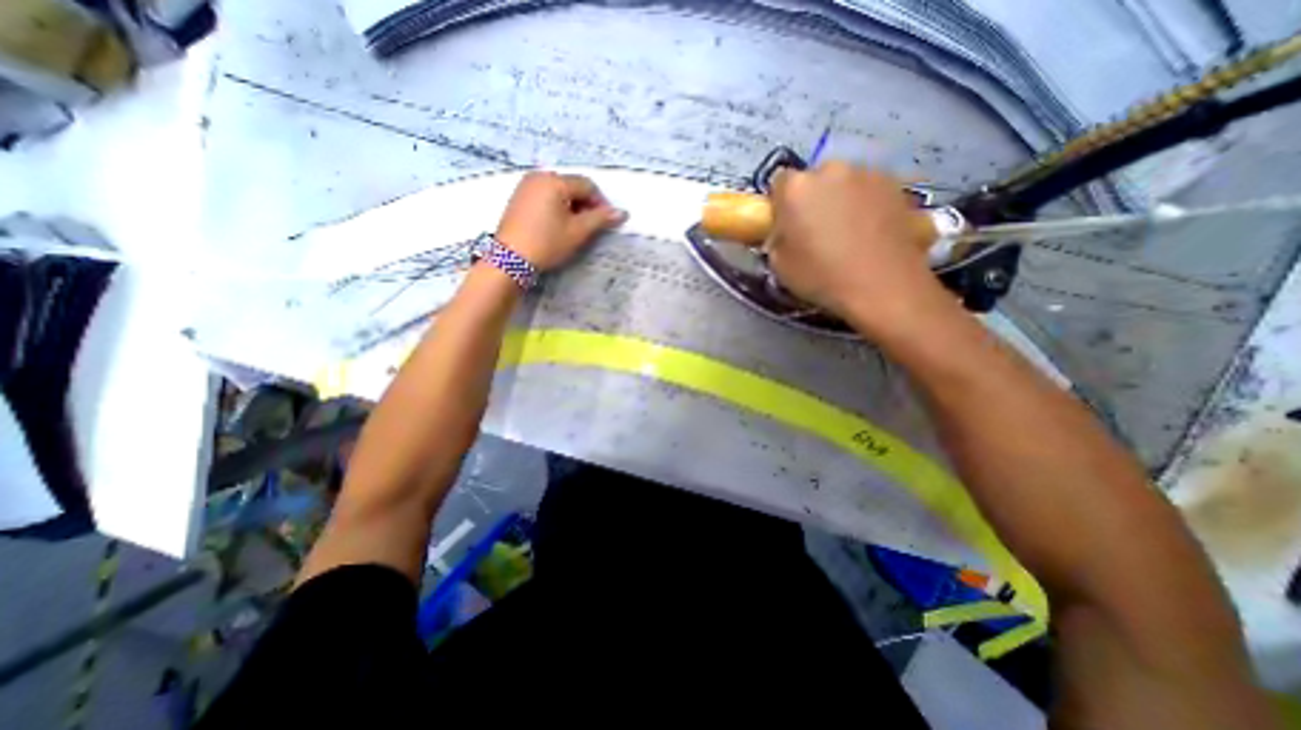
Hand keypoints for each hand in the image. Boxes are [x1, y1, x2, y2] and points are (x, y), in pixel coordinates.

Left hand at [496, 171, 626, 269]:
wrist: (510, 259)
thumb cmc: (547, 243)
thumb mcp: (578, 232)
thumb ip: (601, 219)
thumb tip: (622, 212)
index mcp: (555, 181)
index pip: (587, 185)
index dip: (601, 203)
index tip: (606, 222)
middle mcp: (539, 176)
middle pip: (572, 185)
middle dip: (586, 204)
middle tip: (591, 226)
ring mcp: (526, 186)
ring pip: (559, 191)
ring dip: (572, 206)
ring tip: (575, 228)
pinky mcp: (519, 197)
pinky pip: (545, 196)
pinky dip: (557, 207)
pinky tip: (558, 225)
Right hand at [764, 160, 951, 330]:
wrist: (884, 286)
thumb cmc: (822, 277)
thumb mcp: (780, 265)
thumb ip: (777, 239)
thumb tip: (785, 232)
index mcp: (796, 188)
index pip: (779, 183)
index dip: (780, 204)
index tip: (785, 225)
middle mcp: (831, 170)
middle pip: (815, 179)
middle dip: (813, 199)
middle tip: (817, 229)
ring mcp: (868, 174)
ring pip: (845, 183)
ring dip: (841, 200)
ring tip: (848, 233)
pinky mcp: (898, 185)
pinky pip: (871, 191)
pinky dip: (867, 206)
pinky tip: (871, 233)